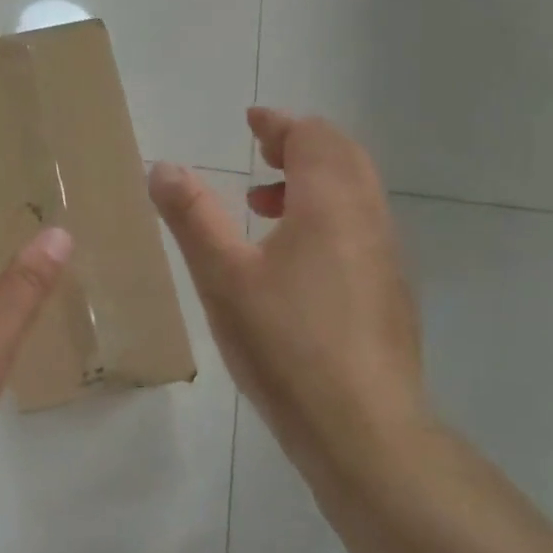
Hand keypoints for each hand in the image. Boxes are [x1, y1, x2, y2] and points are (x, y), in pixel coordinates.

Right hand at [149, 108, 425, 487]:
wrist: (364, 431)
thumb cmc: (286, 344)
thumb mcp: (223, 277)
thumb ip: (192, 216)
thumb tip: (163, 167)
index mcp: (331, 205)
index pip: (314, 137)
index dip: (280, 123)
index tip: (251, 121)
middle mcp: (369, 220)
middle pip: (343, 157)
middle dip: (300, 146)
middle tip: (260, 153)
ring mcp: (387, 258)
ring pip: (355, 194)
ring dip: (313, 182)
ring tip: (264, 206)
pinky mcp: (390, 293)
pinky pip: (360, 228)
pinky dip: (327, 216)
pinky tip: (292, 262)